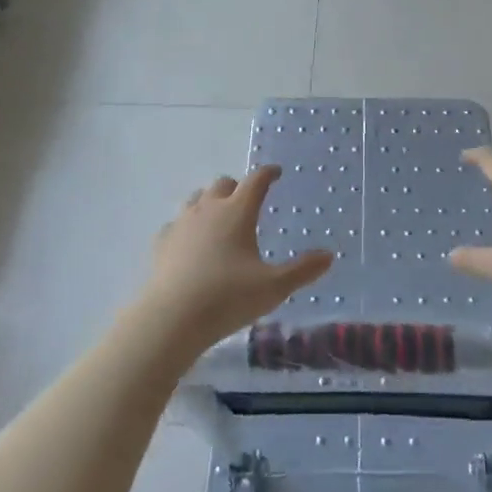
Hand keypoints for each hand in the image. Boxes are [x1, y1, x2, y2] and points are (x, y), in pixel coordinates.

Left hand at [140, 167, 333, 351]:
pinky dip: (186, 227)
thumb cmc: (228, 297)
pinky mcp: (162, 243)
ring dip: (210, 201)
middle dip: (237, 187)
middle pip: (223, 183)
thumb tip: (329, 256)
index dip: (268, 173)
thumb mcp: (274, 287)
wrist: (172, 319)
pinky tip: (189, 242)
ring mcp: (182, 223)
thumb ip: (302, 270)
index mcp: (238, 211)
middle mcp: (209, 208)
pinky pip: (176, 224)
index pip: (256, 180)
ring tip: (219, 218)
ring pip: (196, 198)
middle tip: (247, 201)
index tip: (276, 172)